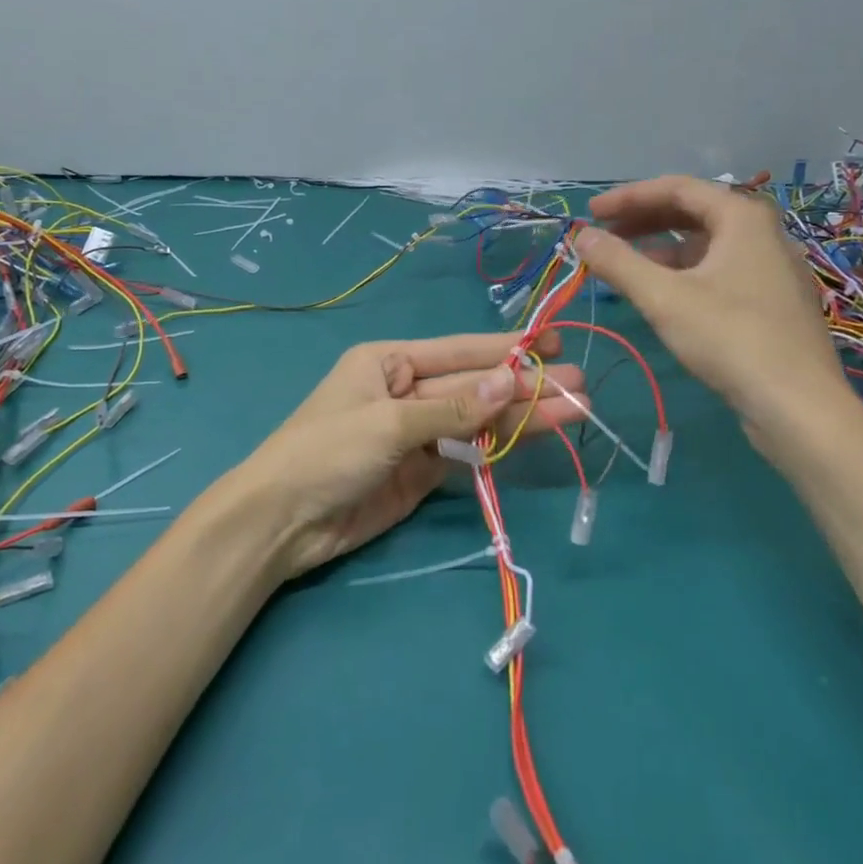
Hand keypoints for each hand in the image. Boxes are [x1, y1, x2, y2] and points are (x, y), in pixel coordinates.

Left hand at [225, 331, 585, 578]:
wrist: (283, 522)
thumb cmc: (326, 452)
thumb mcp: (389, 423)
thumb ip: (453, 408)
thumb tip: (512, 380)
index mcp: (388, 361)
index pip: (458, 351)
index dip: (506, 347)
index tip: (553, 341)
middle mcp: (405, 390)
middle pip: (473, 386)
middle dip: (524, 385)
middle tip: (579, 386)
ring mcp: (416, 433)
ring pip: (477, 420)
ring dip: (521, 417)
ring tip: (575, 412)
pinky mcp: (421, 471)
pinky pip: (467, 453)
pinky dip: (499, 447)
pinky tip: (535, 437)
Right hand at [573, 176, 849, 433]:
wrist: (798, 405)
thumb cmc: (730, 338)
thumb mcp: (663, 297)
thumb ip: (618, 262)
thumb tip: (581, 236)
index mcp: (742, 218)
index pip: (677, 188)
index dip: (629, 197)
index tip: (591, 214)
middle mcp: (762, 233)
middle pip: (693, 212)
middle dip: (643, 221)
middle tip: (604, 236)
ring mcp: (771, 268)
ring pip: (706, 244)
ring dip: (660, 249)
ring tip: (624, 267)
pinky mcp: (771, 301)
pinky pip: (718, 270)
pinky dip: (683, 272)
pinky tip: (661, 295)